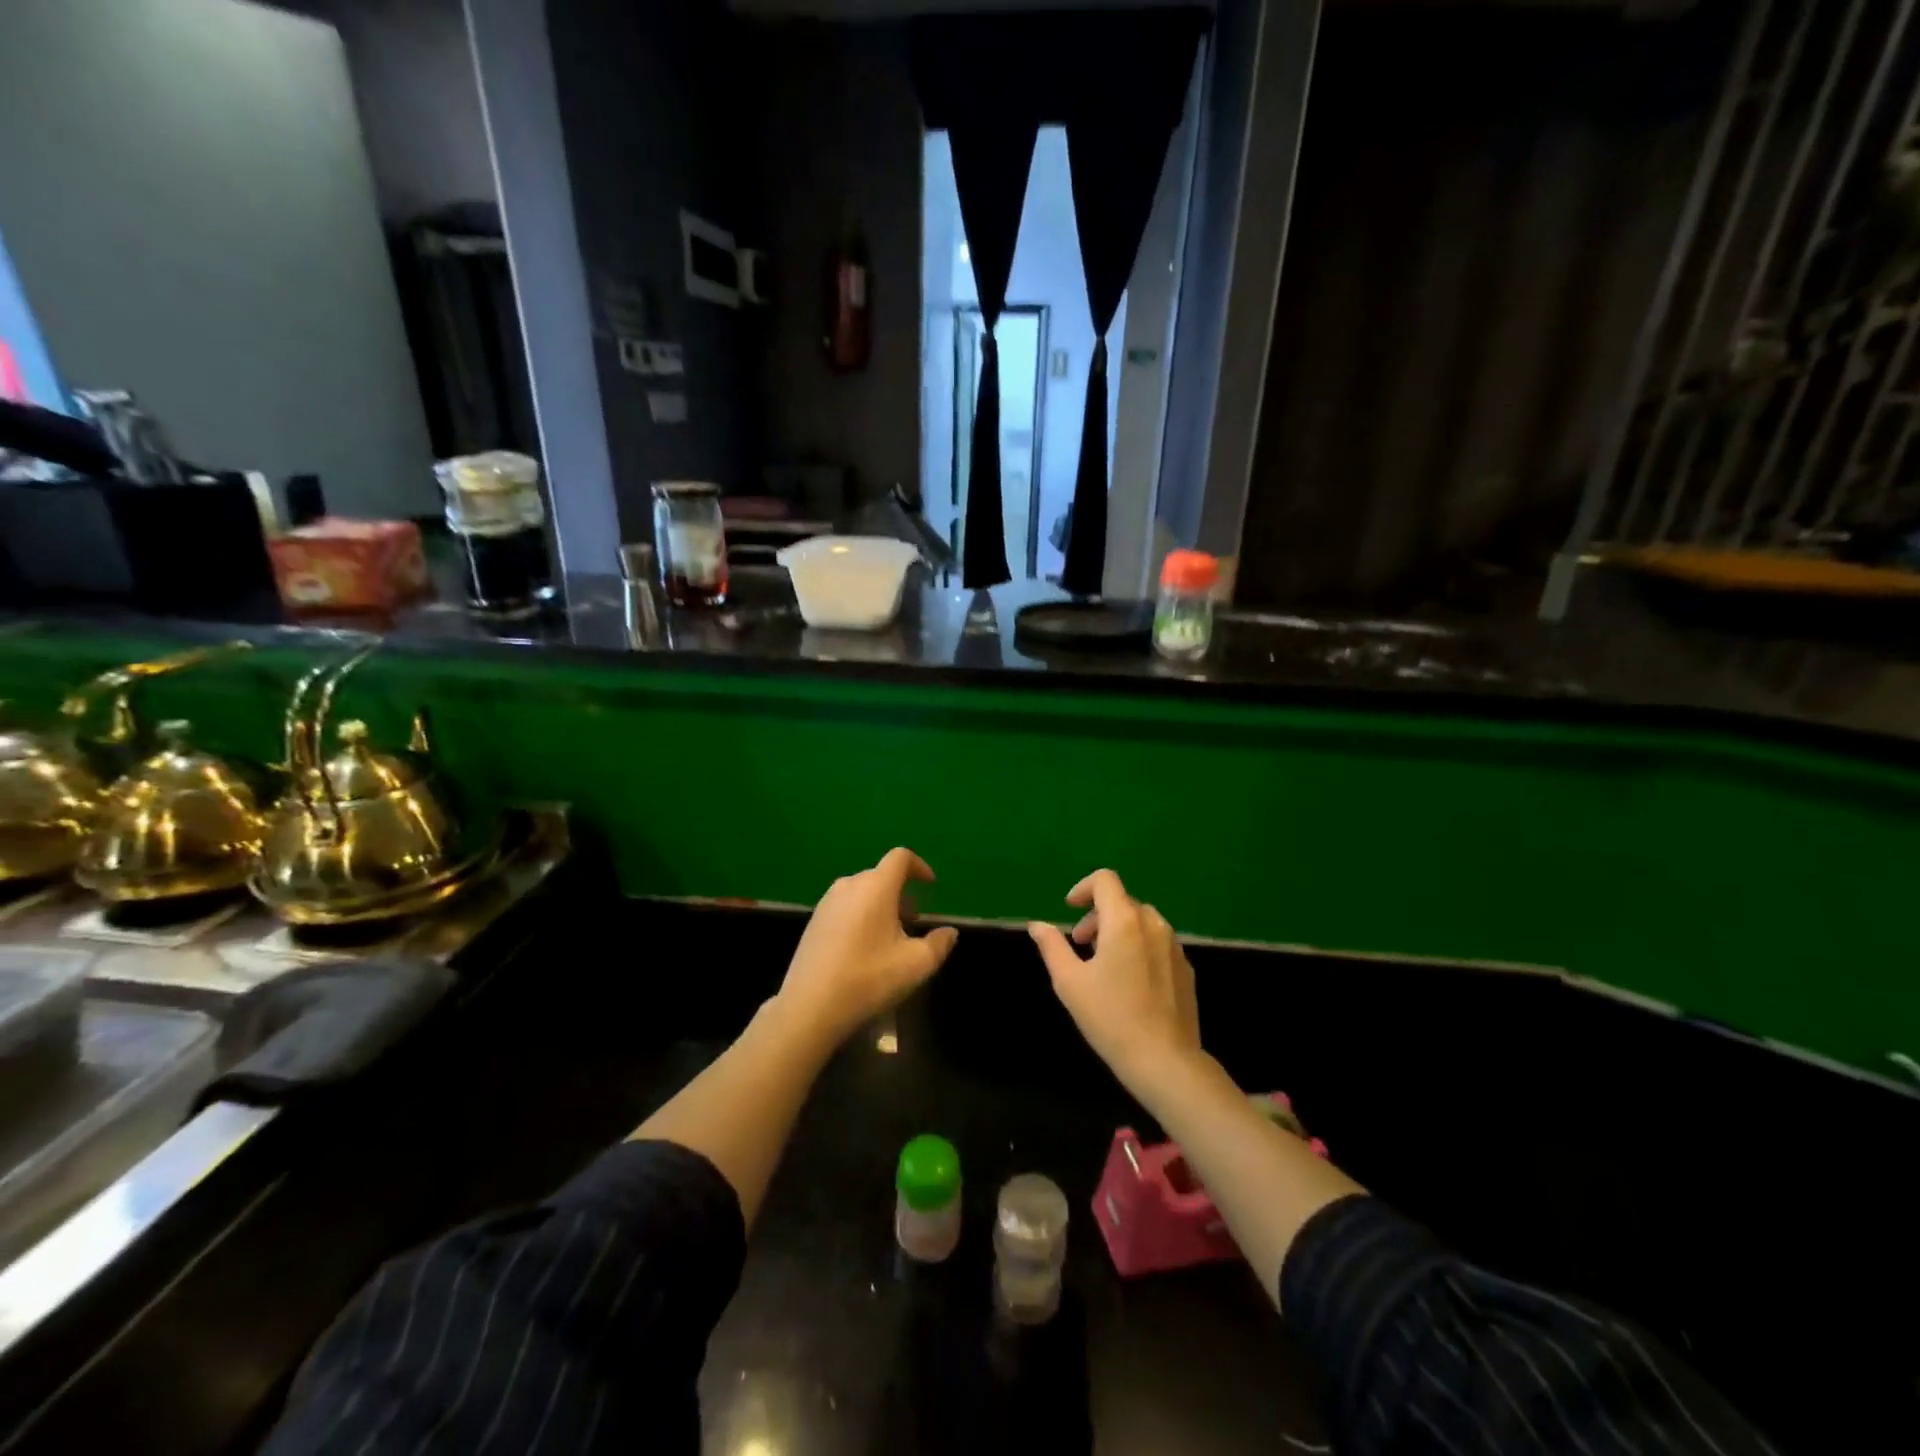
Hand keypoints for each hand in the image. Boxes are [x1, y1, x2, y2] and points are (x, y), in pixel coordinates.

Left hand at [778, 848, 958, 1042]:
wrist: (810, 1006)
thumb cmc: (869, 978)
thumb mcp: (916, 964)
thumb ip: (939, 944)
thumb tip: (949, 932)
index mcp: (876, 887)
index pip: (900, 857)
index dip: (919, 866)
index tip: (930, 885)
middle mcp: (849, 885)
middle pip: (881, 875)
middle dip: (901, 892)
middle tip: (912, 920)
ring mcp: (827, 902)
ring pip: (861, 891)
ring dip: (880, 904)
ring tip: (889, 936)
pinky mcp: (814, 921)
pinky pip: (845, 905)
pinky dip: (861, 914)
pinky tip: (863, 947)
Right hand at [1028, 869, 1201, 1089]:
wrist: (1165, 1060)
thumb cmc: (1110, 1018)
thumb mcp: (1069, 982)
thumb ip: (1052, 946)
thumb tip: (1037, 925)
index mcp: (1124, 921)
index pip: (1105, 880)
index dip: (1083, 888)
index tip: (1069, 910)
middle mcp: (1154, 924)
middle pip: (1123, 901)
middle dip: (1097, 915)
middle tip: (1081, 945)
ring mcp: (1175, 946)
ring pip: (1142, 921)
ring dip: (1118, 930)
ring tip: (1104, 963)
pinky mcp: (1186, 968)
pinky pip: (1158, 942)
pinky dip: (1139, 946)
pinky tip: (1130, 982)